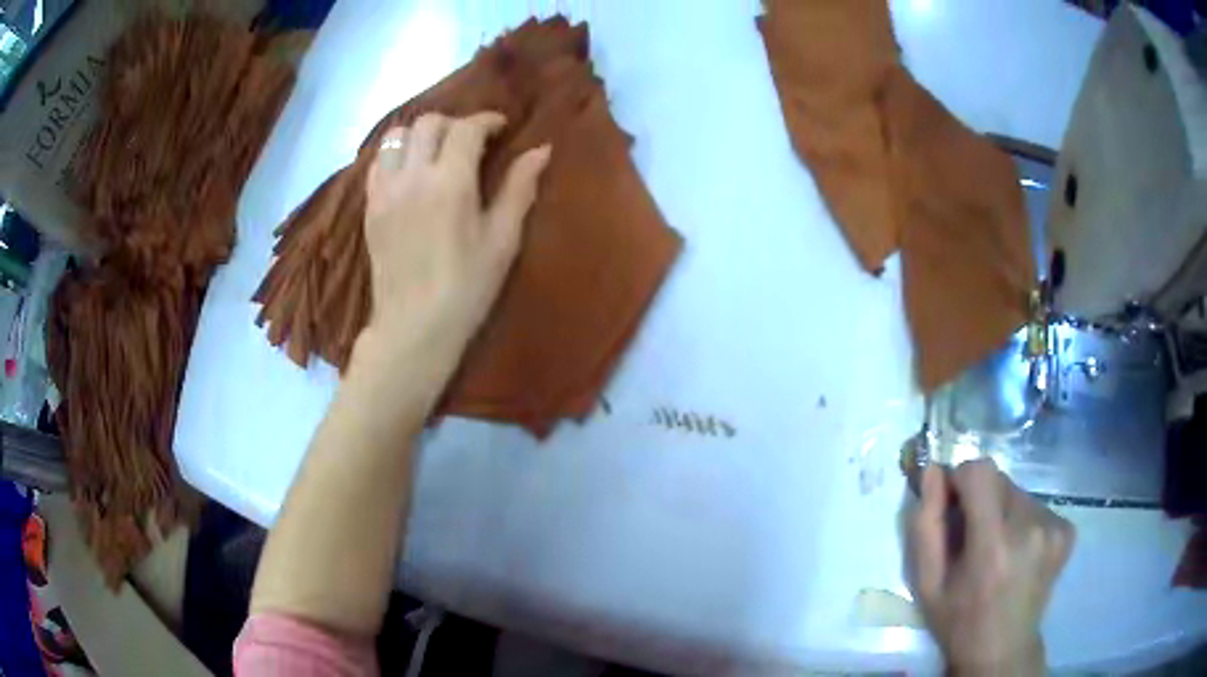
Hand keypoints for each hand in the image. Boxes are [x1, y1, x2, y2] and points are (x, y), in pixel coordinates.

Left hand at [360, 111, 551, 369]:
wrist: (413, 327)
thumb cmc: (467, 288)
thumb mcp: (502, 240)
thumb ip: (519, 188)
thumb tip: (541, 150)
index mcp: (450, 183)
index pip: (465, 128)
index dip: (487, 120)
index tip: (502, 127)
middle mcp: (412, 177)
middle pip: (427, 123)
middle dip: (453, 123)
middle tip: (471, 140)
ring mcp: (385, 191)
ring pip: (396, 137)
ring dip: (420, 135)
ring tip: (437, 151)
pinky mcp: (370, 208)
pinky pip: (377, 164)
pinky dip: (395, 155)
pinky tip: (409, 172)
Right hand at [908, 459, 1074, 675]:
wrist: (1002, 649)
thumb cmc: (958, 620)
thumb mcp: (927, 583)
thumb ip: (926, 525)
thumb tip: (932, 470)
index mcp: (993, 544)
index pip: (980, 471)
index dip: (962, 481)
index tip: (954, 505)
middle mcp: (1031, 528)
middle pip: (1000, 480)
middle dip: (981, 499)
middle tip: (973, 537)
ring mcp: (1054, 529)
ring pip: (1018, 492)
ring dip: (1002, 511)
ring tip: (997, 550)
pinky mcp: (1066, 530)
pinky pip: (1037, 505)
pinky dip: (1023, 521)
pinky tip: (1018, 552)